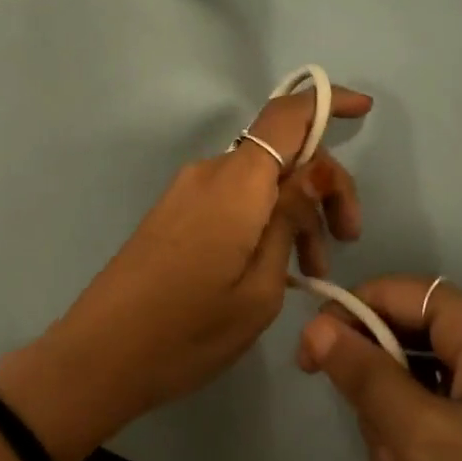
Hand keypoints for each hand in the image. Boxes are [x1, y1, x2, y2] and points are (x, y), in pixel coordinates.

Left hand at [0, 84, 370, 460]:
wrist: (99, 357)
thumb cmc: (187, 331)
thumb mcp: (260, 289)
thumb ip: (288, 222)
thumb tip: (310, 176)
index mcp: (235, 184)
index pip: (286, 116)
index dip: (326, 103)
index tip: (363, 113)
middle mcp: (209, 174)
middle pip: (280, 153)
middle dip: (323, 187)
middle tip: (346, 241)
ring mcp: (187, 193)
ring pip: (259, 181)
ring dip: (295, 212)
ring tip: (313, 271)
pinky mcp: (174, 214)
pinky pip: (233, 199)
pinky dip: (264, 220)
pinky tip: (277, 266)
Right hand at [297, 277, 461, 460]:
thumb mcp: (428, 436)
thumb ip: (366, 376)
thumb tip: (314, 326)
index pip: (389, 292)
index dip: (341, 321)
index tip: (307, 370)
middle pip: (402, 338)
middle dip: (376, 395)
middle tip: (379, 455)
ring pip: (418, 378)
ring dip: (395, 427)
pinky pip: (446, 407)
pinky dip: (422, 440)